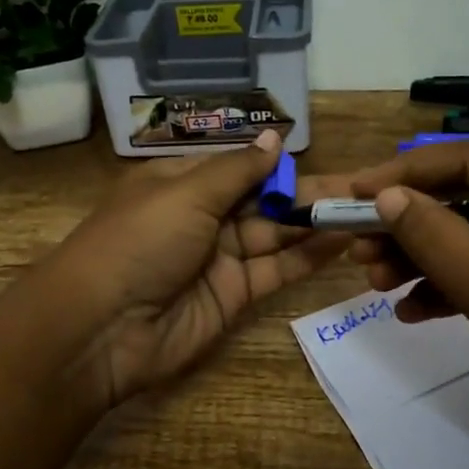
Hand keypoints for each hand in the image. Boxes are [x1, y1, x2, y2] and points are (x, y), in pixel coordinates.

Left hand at [48, 130, 348, 406]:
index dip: (279, 164)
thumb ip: (238, 170)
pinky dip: (308, 256)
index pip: (239, 167)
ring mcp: (219, 259)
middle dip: (308, 193)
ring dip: (316, 223)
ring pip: (275, 234)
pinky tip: (343, 239)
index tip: (326, 159)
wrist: (102, 329)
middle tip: (363, 187)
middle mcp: (202, 217)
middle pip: (262, 201)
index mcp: (180, 184)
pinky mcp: (234, 296)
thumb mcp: (185, 194)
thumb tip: (276, 139)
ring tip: (365, 210)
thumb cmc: (138, 242)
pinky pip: (276, 270)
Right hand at [347, 142, 468, 468]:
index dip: (407, 172)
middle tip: (358, 248)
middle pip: (466, 200)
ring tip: (373, 282)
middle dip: (408, 222)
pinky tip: (408, 312)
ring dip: (419, 257)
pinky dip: (444, 289)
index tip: (354, 194)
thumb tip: (386, 198)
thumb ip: (444, 244)